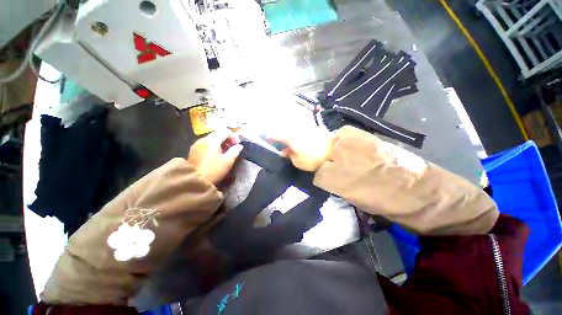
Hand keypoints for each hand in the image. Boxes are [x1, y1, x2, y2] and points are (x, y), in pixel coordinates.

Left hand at [188, 129, 243, 184]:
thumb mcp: (228, 161)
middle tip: (233, 148)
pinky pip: (206, 144)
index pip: (225, 131)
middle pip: (217, 133)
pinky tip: (217, 155)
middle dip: (227, 139)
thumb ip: (235, 151)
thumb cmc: (214, 170)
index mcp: (212, 140)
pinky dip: (214, 146)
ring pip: (212, 138)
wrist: (194, 181)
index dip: (234, 136)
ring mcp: (197, 144)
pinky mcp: (193, 151)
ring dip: (221, 143)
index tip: (238, 145)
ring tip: (226, 152)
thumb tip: (239, 146)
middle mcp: (203, 139)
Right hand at [269, 127, 334, 171]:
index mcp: (288, 136)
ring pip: (292, 129)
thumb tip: (285, 151)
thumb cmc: (313, 158)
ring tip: (288, 142)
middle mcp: (295, 129)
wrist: (334, 151)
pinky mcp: (312, 127)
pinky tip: (298, 139)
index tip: (267, 140)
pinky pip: (300, 129)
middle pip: (283, 130)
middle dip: (280, 136)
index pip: (275, 135)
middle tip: (279, 143)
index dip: (270, 138)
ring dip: (289, 134)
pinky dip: (297, 134)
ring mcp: (304, 126)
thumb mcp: (298, 161)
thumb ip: (290, 156)